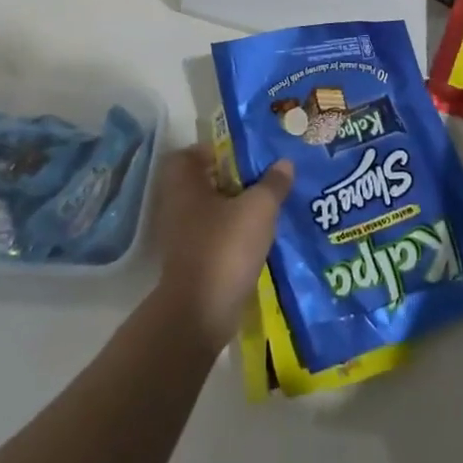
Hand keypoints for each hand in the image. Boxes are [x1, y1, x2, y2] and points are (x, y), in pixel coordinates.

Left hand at [152, 146, 291, 348]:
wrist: (201, 312)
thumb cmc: (225, 247)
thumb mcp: (258, 208)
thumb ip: (273, 183)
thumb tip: (284, 163)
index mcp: (185, 185)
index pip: (190, 154)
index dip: (215, 150)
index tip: (244, 155)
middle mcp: (178, 207)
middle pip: (203, 182)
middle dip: (233, 179)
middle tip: (264, 178)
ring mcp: (182, 237)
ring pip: (211, 211)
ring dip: (236, 208)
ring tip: (269, 206)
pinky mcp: (192, 262)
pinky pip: (215, 236)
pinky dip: (233, 234)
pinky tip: (260, 237)